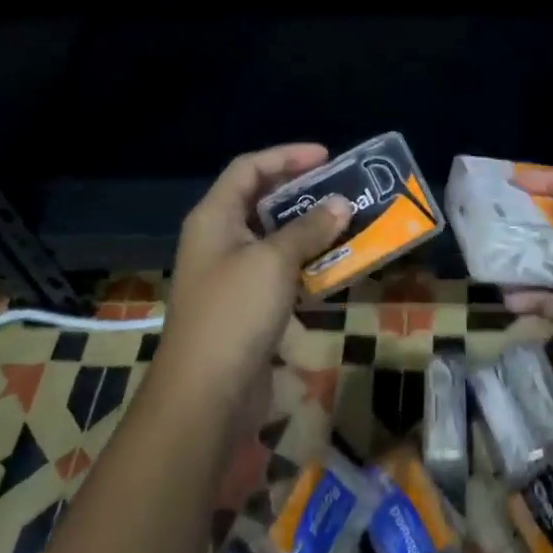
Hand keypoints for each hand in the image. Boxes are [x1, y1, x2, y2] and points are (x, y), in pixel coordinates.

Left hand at [158, 144, 351, 410]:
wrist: (204, 396)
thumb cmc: (235, 313)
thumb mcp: (274, 261)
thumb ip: (309, 228)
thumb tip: (341, 204)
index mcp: (214, 217)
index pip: (249, 168)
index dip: (287, 156)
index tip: (328, 157)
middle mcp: (218, 239)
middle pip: (261, 201)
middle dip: (303, 193)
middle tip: (343, 190)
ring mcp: (230, 275)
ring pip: (274, 239)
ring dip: (309, 231)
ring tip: (348, 224)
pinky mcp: (245, 307)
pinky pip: (279, 272)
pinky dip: (306, 265)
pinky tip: (335, 268)